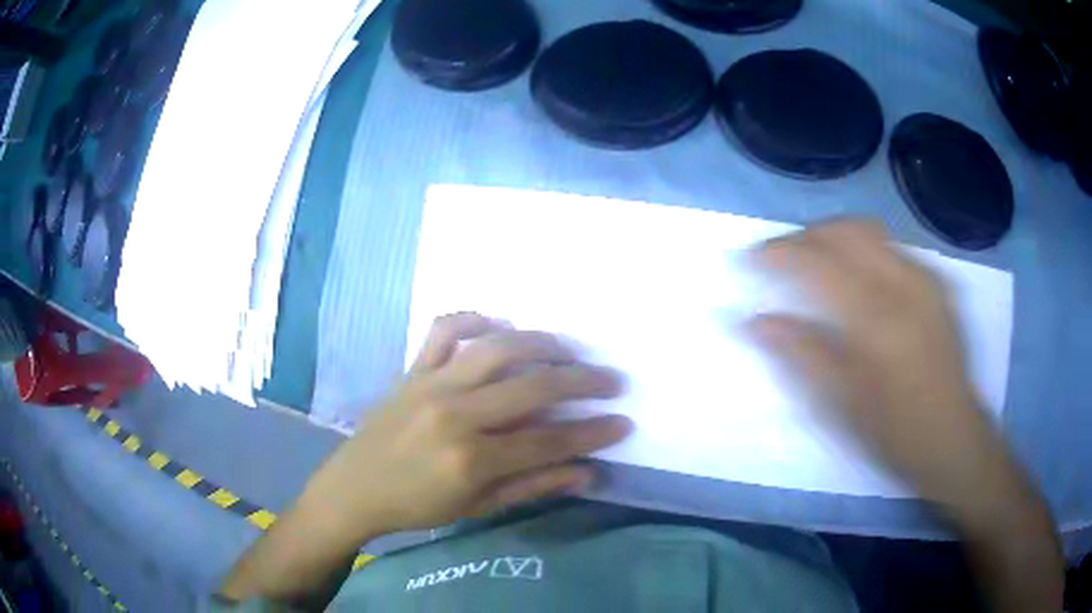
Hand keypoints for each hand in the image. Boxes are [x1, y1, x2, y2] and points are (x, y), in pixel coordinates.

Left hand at [299, 313, 632, 544]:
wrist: (356, 487)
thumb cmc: (418, 505)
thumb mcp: (478, 507)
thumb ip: (533, 486)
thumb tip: (588, 472)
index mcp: (471, 460)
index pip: (548, 442)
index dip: (592, 433)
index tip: (623, 422)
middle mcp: (455, 415)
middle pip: (532, 389)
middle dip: (582, 383)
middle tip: (611, 381)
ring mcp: (431, 385)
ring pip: (497, 349)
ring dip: (541, 344)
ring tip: (568, 351)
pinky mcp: (414, 370)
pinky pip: (445, 330)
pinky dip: (474, 319)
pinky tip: (499, 326)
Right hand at [748, 220, 1062, 612]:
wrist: (953, 439)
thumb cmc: (894, 433)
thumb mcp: (841, 404)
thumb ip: (800, 354)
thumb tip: (753, 321)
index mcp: (876, 320)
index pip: (818, 262)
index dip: (778, 252)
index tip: (751, 257)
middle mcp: (904, 285)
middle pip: (846, 230)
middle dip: (806, 235)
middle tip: (781, 255)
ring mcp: (926, 280)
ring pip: (872, 231)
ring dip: (835, 236)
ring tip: (816, 260)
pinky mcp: (939, 285)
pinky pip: (895, 248)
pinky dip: (867, 249)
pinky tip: (861, 277)